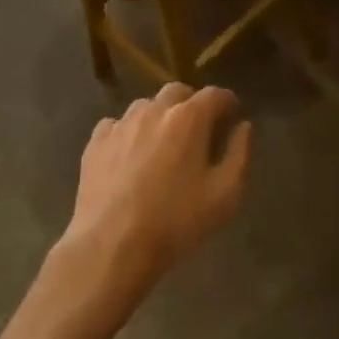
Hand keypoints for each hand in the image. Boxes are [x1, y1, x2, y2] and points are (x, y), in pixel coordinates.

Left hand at [65, 84, 251, 293]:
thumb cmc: (176, 221)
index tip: (232, 116)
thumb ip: (240, 153)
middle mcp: (154, 110)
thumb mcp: (226, 194)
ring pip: (145, 106)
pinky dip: (128, 132)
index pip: (215, 94)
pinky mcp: (95, 143)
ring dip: (159, 116)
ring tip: (162, 143)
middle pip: (178, 92)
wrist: (112, 246)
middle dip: (192, 104)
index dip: (227, 102)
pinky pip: (116, 125)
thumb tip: (243, 127)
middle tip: (198, 130)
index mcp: (189, 118)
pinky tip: (130, 155)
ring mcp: (121, 125)